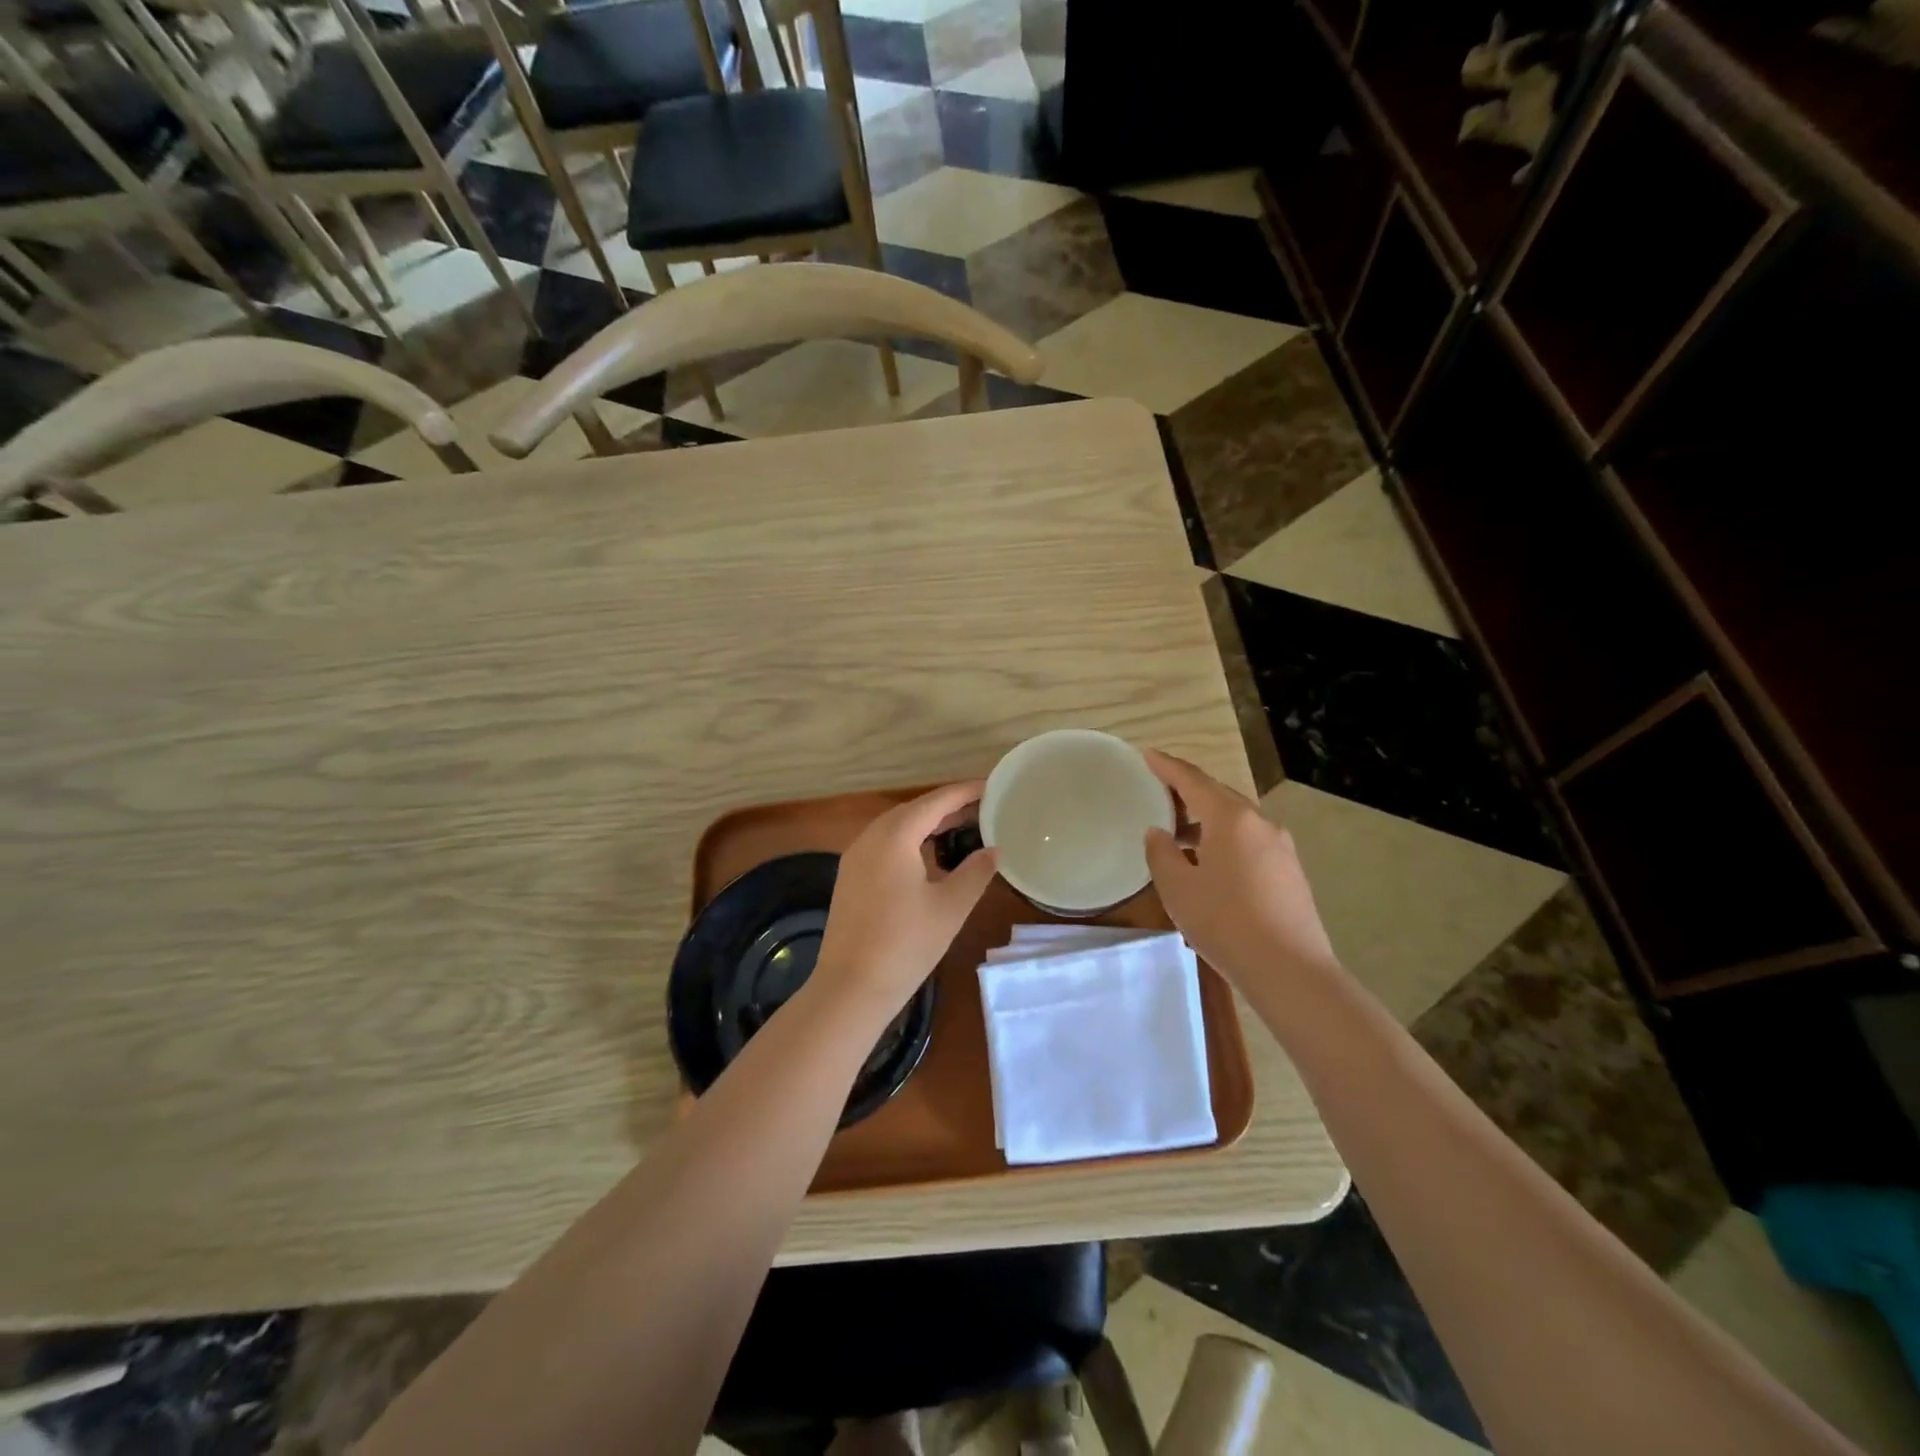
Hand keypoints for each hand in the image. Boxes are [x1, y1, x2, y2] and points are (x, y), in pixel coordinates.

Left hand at [813, 781, 998, 1017]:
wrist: (851, 987)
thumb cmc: (906, 944)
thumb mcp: (951, 906)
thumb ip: (976, 871)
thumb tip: (994, 850)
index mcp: (894, 836)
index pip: (935, 801)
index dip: (965, 792)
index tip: (992, 786)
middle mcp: (870, 837)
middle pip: (914, 810)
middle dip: (947, 806)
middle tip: (983, 808)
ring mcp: (855, 857)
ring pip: (897, 827)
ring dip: (928, 823)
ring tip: (962, 827)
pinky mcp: (850, 877)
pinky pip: (884, 844)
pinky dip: (910, 840)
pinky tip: (929, 855)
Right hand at [1142, 751, 1341, 990]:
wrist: (1290, 970)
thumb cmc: (1225, 922)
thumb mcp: (1177, 887)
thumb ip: (1161, 853)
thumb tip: (1159, 833)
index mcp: (1231, 818)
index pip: (1192, 780)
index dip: (1167, 767)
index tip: (1147, 755)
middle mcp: (1259, 822)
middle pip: (1217, 795)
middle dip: (1187, 791)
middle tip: (1159, 793)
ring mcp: (1280, 846)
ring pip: (1235, 820)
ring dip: (1205, 820)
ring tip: (1178, 834)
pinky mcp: (1289, 870)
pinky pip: (1249, 841)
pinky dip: (1223, 840)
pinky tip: (1208, 863)